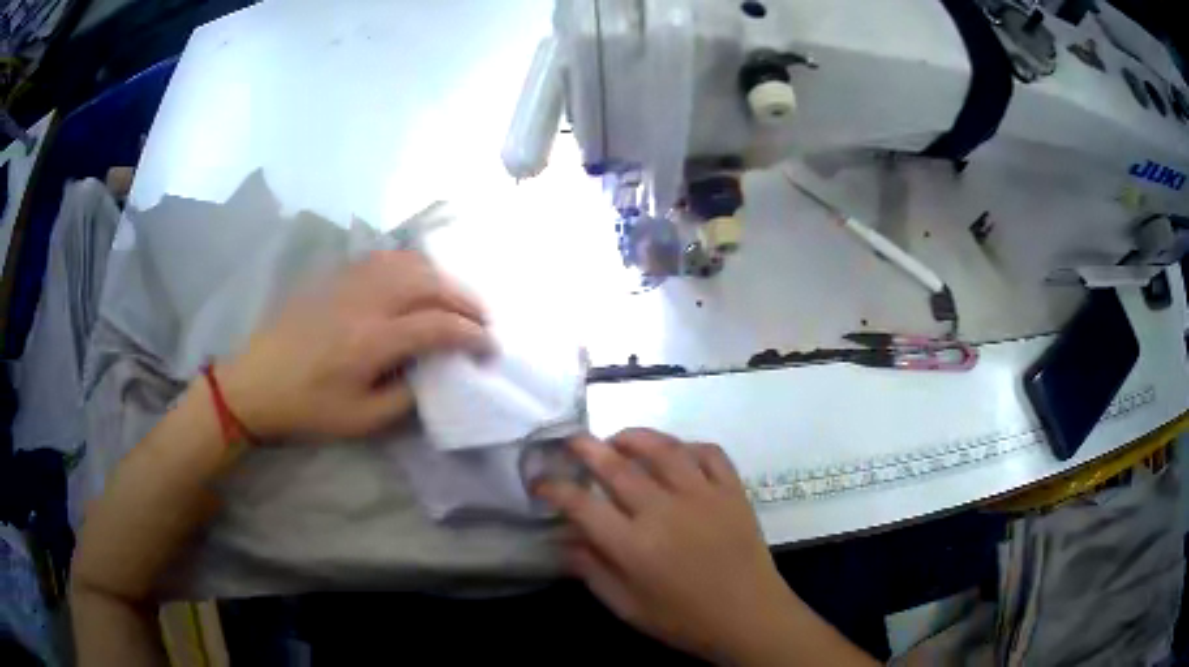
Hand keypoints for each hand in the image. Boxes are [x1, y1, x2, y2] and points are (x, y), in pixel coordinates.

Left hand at [218, 250, 491, 439]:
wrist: (256, 381)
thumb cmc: (307, 407)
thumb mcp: (361, 420)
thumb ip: (406, 397)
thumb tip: (434, 374)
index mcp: (373, 340)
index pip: (439, 326)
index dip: (473, 335)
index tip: (490, 349)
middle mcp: (367, 301)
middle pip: (431, 284)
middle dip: (466, 300)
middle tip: (483, 321)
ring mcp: (350, 281)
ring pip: (410, 263)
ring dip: (442, 278)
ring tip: (456, 299)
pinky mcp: (336, 275)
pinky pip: (385, 257)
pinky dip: (412, 265)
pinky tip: (417, 279)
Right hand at [535, 429, 801, 663]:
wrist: (750, 617)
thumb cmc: (684, 619)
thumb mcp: (628, 607)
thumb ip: (592, 571)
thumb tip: (563, 540)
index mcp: (634, 545)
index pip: (582, 506)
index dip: (554, 489)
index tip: (539, 481)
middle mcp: (665, 511)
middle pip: (618, 467)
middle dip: (587, 448)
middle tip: (571, 440)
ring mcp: (703, 495)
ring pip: (664, 449)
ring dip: (636, 437)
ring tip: (618, 438)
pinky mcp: (733, 491)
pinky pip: (710, 453)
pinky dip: (688, 445)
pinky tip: (676, 451)